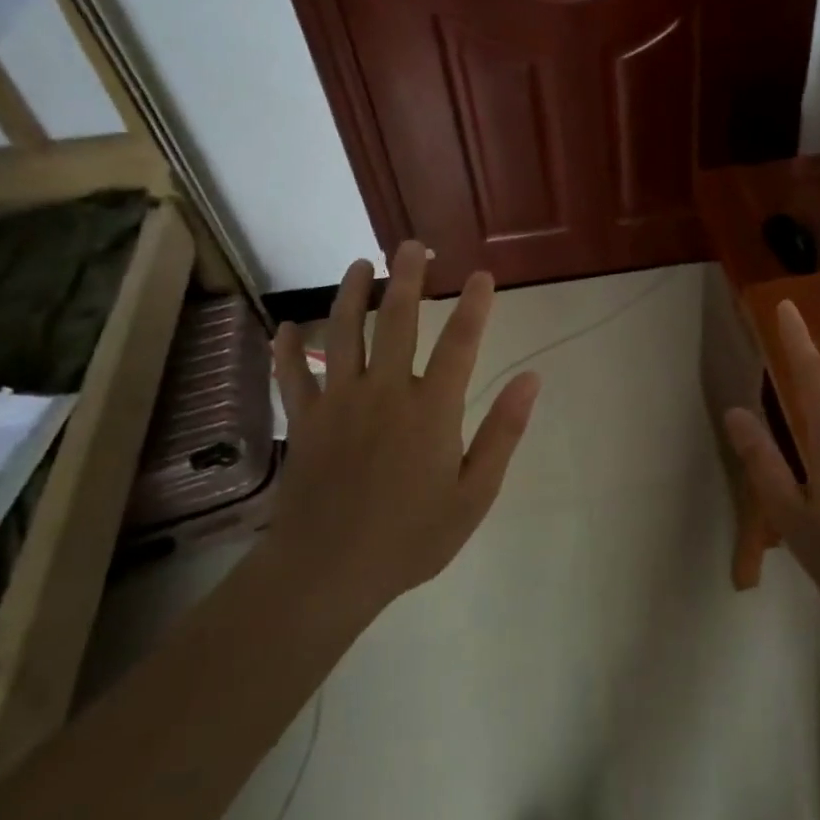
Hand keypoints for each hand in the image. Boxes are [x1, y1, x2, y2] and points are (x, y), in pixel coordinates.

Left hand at [270, 240, 539, 620]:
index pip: (460, 342)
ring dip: (351, 294)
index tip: (482, 275)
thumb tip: (531, 378)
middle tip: (413, 245)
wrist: (327, 573)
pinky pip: (291, 374)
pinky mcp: (304, 421)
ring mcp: (338, 403)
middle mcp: (384, 392)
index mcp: (431, 409)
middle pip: (396, 320)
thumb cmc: (411, 537)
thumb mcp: (475, 494)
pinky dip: (288, 347)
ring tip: (360, 265)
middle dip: (406, 277)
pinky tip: (289, 325)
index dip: (474, 304)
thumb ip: (503, 432)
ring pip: (342, 333)